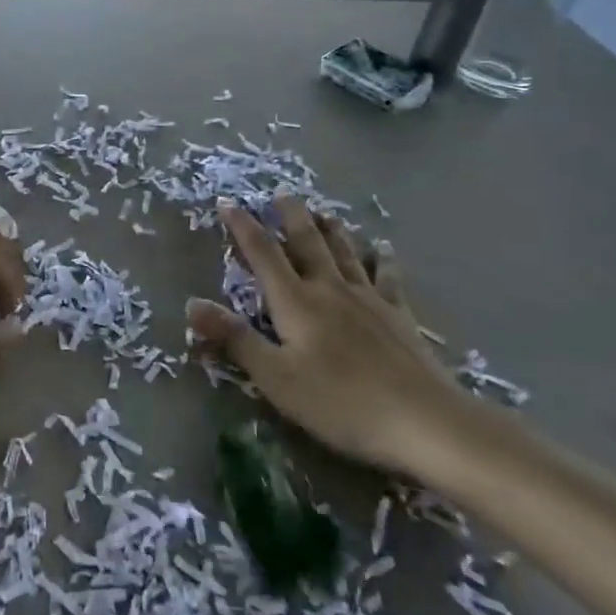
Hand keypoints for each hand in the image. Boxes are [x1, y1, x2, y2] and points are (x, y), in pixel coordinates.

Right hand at [188, 196, 465, 473]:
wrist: (424, 421)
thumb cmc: (340, 402)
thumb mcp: (276, 377)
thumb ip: (234, 338)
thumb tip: (191, 303)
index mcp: (295, 302)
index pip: (262, 254)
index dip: (242, 227)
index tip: (227, 202)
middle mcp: (329, 289)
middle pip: (307, 242)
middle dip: (291, 216)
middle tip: (282, 193)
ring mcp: (368, 299)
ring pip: (344, 252)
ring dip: (331, 229)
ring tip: (324, 212)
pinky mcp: (399, 316)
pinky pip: (387, 278)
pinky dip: (381, 260)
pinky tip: (382, 250)